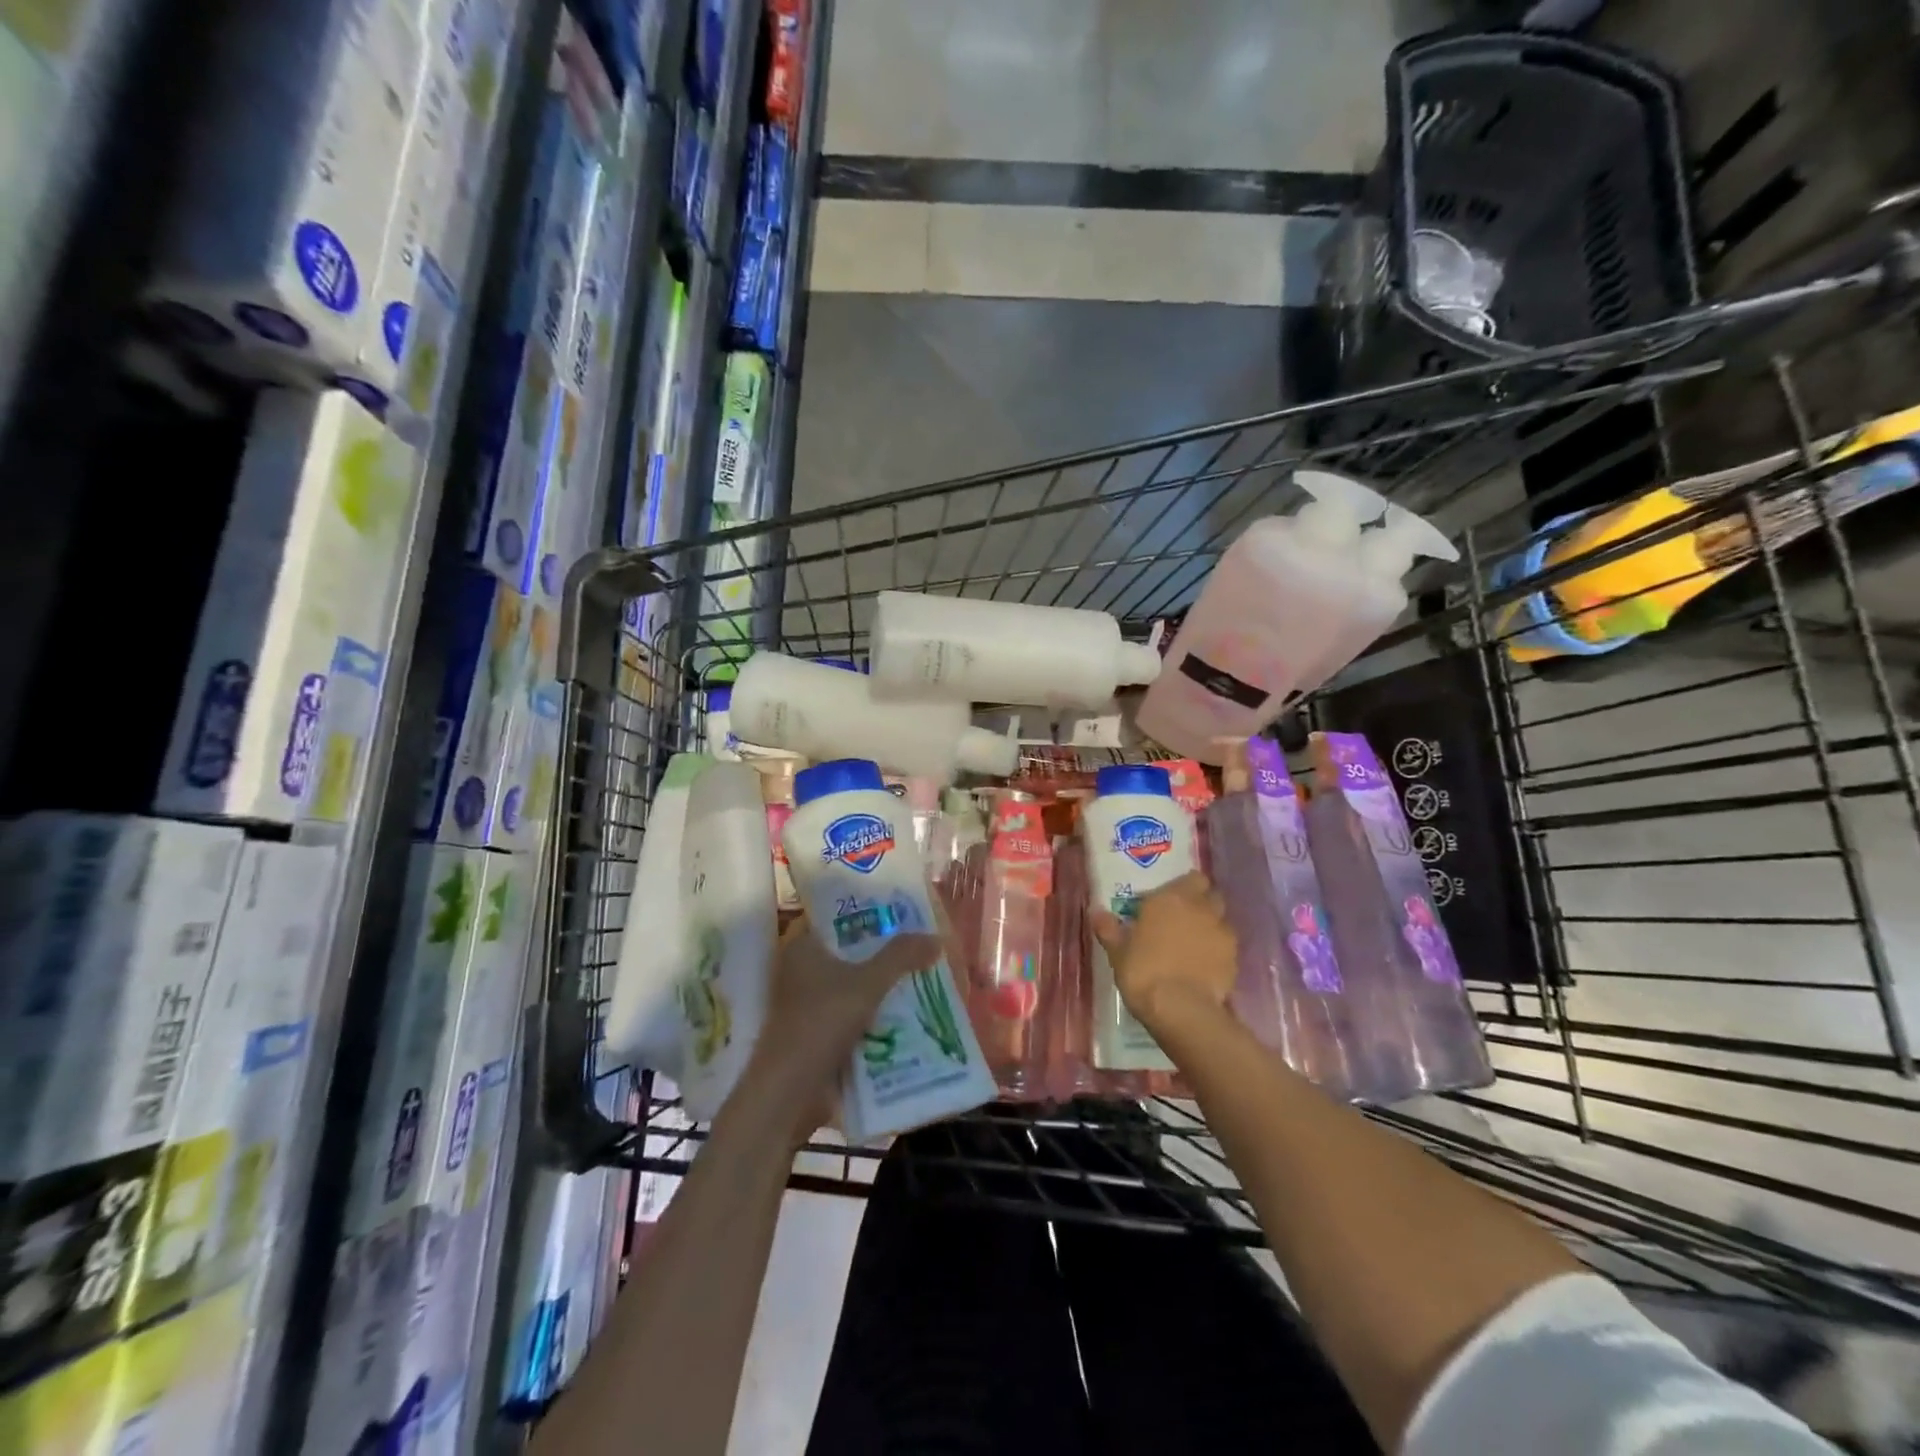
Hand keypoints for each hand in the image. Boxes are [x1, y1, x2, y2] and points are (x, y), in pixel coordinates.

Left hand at [744, 917, 942, 1139]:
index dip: (870, 913)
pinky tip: (906, 1015)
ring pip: (853, 986)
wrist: (789, 1093)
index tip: (903, 913)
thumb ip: (901, 957)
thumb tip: (936, 938)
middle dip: (883, 953)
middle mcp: (800, 970)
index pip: (838, 917)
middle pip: (850, 953)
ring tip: (922, 978)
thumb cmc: (821, 1023)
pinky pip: (852, 1015)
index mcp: (802, 947)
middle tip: (921, 947)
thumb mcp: (867, 984)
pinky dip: (874, 1015)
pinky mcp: (815, 1034)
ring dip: (881, 987)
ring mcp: (806, 1005)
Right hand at [1091, 871, 1237, 1031]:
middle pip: (1211, 895)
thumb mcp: (1117, 951)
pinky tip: (1204, 967)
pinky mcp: (1234, 959)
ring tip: (1195, 945)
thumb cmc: (1143, 971)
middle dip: (1201, 903)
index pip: (1192, 877)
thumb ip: (1109, 928)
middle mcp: (1201, 908)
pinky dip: (1218, 952)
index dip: (1185, 886)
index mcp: (1171, 898)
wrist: (1180, 1008)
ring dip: (1210, 927)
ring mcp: (1222, 933)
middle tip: (1183, 919)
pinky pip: (1227, 947)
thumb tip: (1096, 912)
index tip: (1172, 898)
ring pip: (1221, 921)